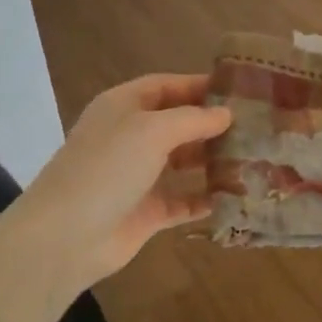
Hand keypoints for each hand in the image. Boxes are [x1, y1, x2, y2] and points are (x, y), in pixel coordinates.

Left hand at [3, 74, 231, 287]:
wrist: (66, 236)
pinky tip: (235, 195)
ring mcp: (138, 176)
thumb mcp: (152, 130)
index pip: (166, 86)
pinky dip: (206, 198)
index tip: (239, 90)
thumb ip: (193, 119)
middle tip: (256, 126)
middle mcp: (130, 137)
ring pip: (183, 162)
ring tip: (253, 157)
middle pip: (177, 123)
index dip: (199, 85)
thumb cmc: (107, 167)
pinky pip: (183, 200)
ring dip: (213, 160)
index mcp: (123, 107)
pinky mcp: (147, 212)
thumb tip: (226, 114)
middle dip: (211, 124)